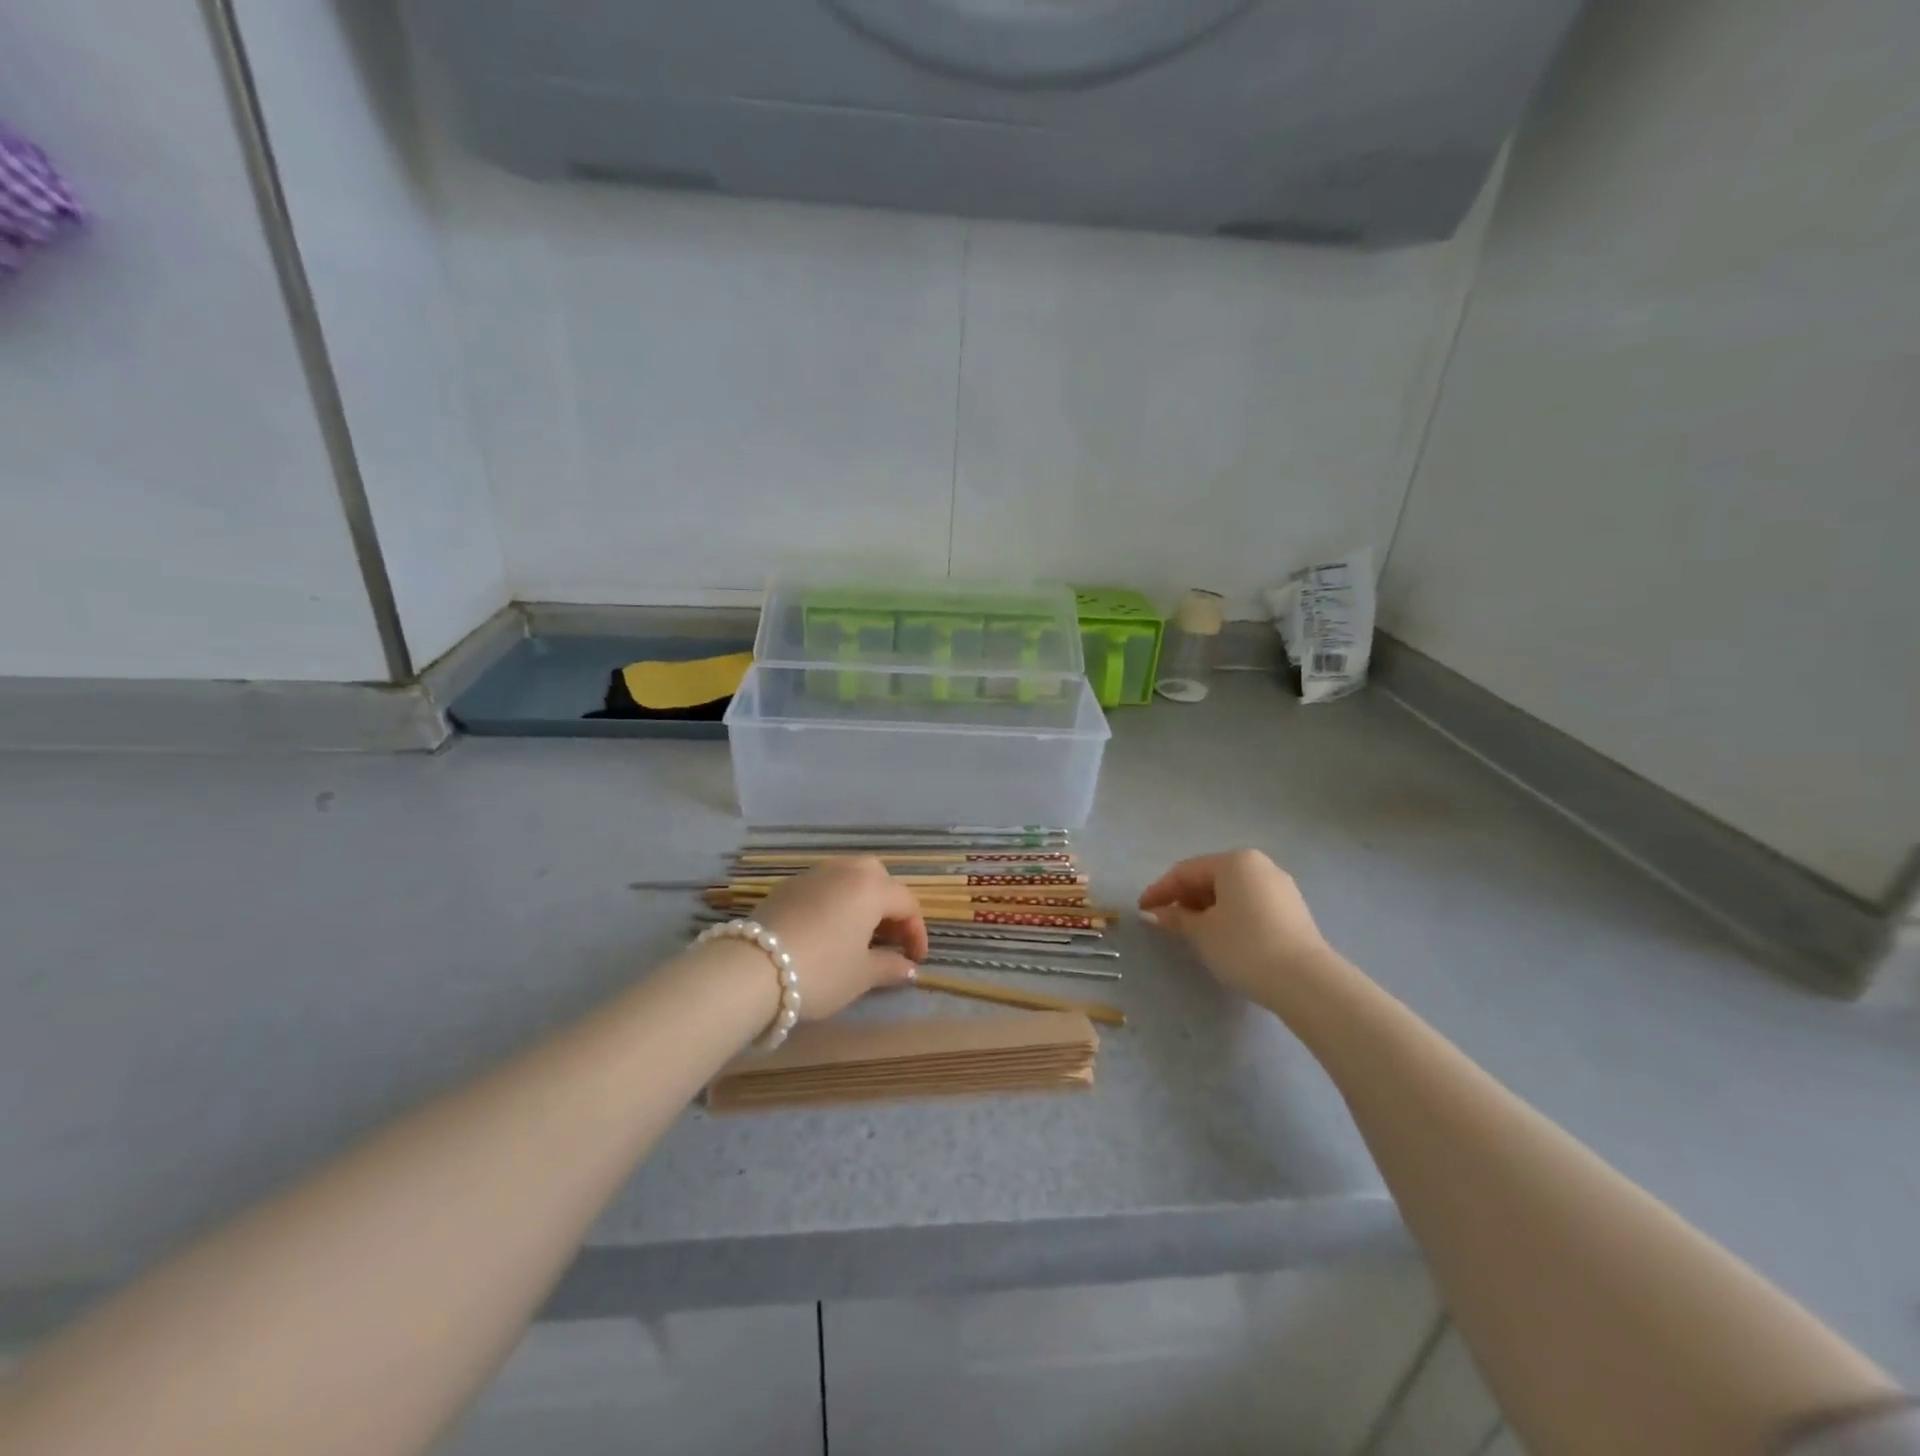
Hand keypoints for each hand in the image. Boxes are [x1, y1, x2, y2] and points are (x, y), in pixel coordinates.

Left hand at [749, 858, 928, 1020]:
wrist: (751, 969)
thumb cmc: (820, 971)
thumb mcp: (860, 976)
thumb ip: (890, 967)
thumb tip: (909, 968)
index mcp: (871, 887)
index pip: (907, 903)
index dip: (916, 932)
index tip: (915, 961)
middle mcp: (845, 870)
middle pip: (879, 878)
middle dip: (890, 906)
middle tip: (889, 938)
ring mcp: (813, 874)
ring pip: (849, 877)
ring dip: (861, 900)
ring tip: (858, 933)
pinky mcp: (787, 885)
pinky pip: (823, 886)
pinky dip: (834, 902)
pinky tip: (827, 930)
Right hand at [1138, 849, 1330, 1000]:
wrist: (1306, 982)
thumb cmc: (1244, 947)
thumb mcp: (1201, 933)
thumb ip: (1176, 918)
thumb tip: (1155, 913)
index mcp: (1235, 861)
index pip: (1186, 871)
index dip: (1160, 891)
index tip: (1142, 910)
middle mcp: (1259, 865)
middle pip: (1210, 877)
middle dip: (1184, 898)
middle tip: (1165, 921)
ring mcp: (1280, 887)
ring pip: (1232, 892)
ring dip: (1206, 908)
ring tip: (1191, 931)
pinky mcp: (1293, 911)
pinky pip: (1250, 904)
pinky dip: (1230, 915)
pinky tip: (1221, 936)